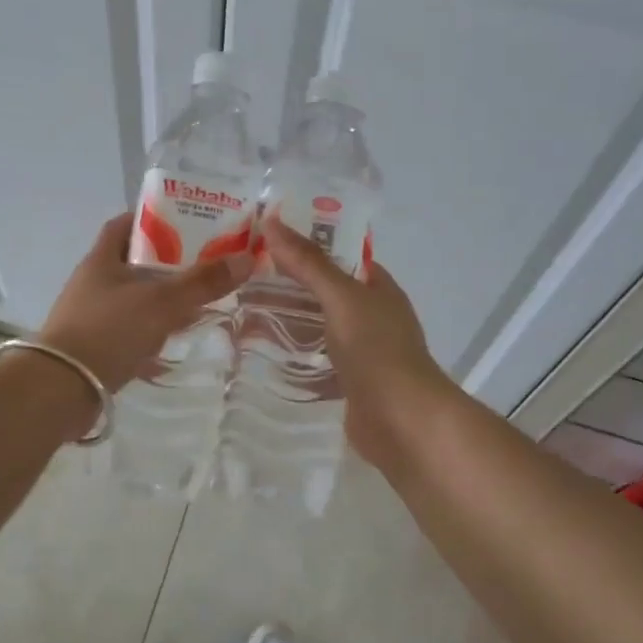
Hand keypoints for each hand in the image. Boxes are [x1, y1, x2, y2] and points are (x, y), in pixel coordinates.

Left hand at [36, 214, 253, 390]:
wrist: (62, 388)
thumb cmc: (110, 331)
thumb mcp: (162, 302)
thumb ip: (203, 282)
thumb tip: (246, 259)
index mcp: (101, 259)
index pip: (124, 224)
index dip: (152, 218)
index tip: (185, 221)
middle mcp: (93, 283)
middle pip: (134, 262)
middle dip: (167, 262)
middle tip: (204, 263)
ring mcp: (91, 316)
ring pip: (133, 298)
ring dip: (161, 299)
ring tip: (196, 301)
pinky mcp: (94, 347)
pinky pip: (129, 330)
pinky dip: (151, 331)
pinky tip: (172, 340)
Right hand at [260, 216, 452, 466]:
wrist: (402, 421)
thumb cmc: (377, 350)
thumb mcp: (341, 298)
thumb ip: (308, 264)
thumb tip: (273, 222)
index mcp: (378, 289)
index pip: (339, 256)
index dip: (306, 244)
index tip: (266, 238)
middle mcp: (371, 316)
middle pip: (324, 292)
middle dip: (288, 284)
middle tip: (242, 274)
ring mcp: (360, 352)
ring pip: (317, 327)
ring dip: (286, 320)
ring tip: (240, 309)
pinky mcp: (346, 383)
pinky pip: (314, 361)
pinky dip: (291, 356)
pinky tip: (258, 352)